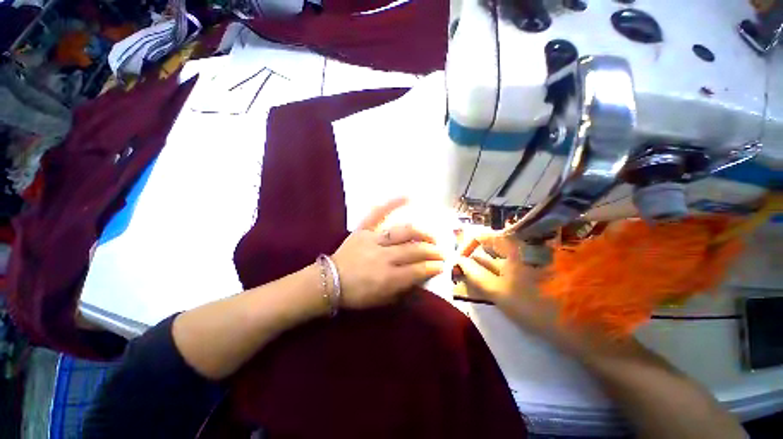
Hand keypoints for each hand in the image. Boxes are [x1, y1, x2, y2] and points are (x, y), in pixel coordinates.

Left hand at [332, 198, 444, 308]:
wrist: (330, 282)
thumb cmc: (357, 294)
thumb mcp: (383, 300)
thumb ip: (404, 289)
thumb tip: (422, 277)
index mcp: (388, 277)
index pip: (417, 270)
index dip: (433, 267)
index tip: (442, 265)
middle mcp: (383, 256)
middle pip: (414, 249)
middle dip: (432, 251)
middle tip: (441, 252)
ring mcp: (373, 240)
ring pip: (403, 232)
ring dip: (421, 233)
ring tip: (431, 236)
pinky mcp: (363, 230)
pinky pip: (377, 214)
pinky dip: (392, 204)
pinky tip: (407, 197)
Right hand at [455, 235, 555, 327]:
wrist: (578, 326)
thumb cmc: (534, 306)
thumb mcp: (498, 291)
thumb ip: (475, 274)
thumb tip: (458, 260)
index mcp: (513, 247)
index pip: (482, 236)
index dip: (467, 247)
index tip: (459, 262)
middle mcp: (519, 248)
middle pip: (488, 247)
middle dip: (473, 258)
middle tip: (463, 273)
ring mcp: (526, 259)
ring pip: (496, 258)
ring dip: (482, 267)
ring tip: (472, 280)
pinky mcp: (530, 271)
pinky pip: (505, 267)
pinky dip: (493, 273)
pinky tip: (488, 285)